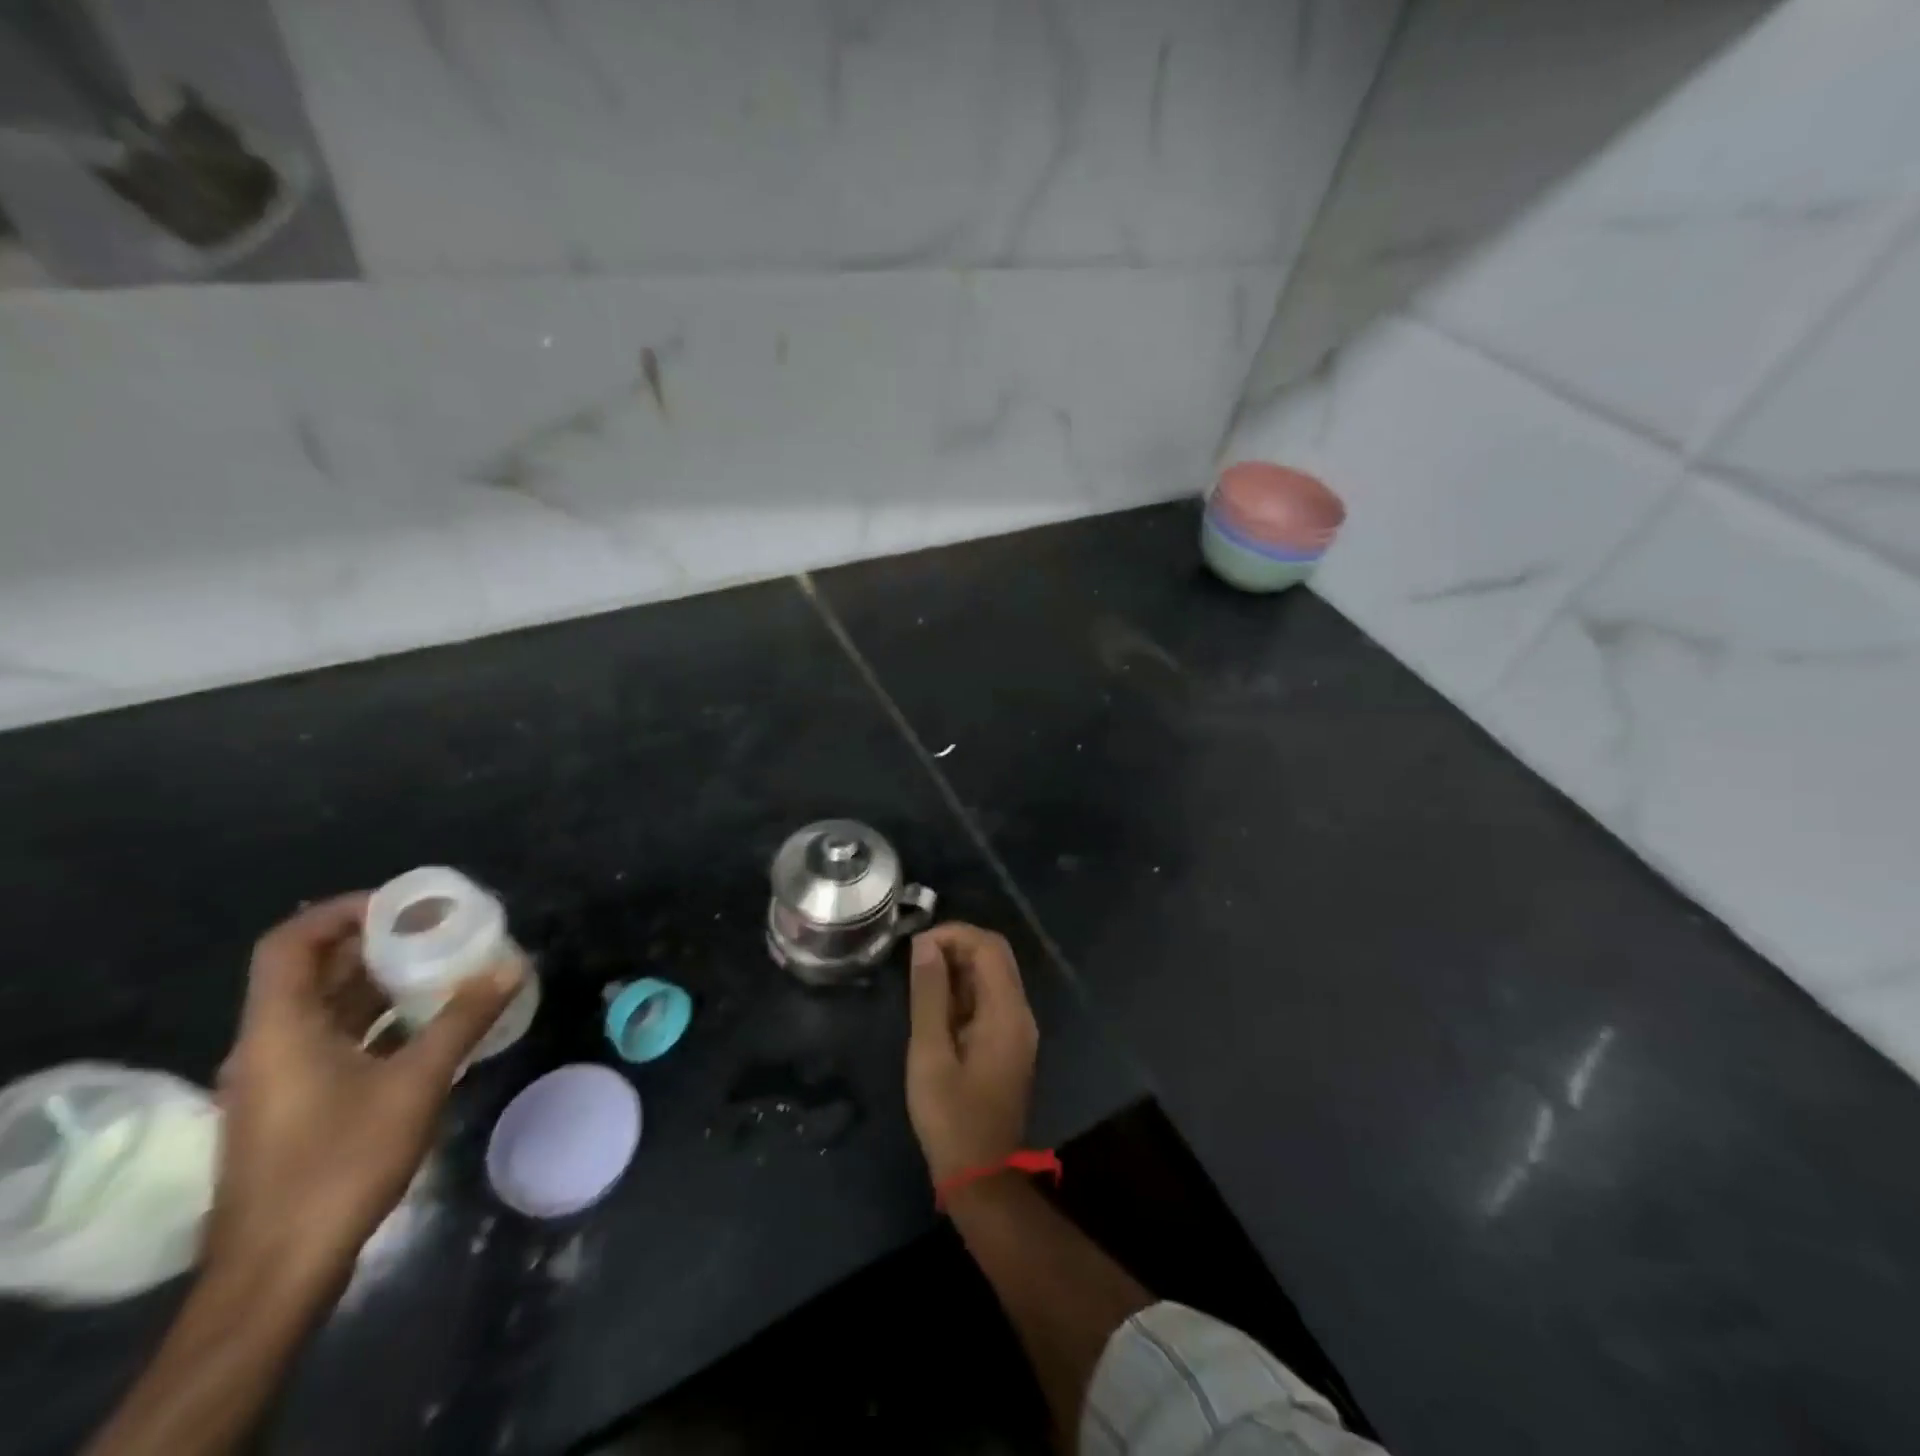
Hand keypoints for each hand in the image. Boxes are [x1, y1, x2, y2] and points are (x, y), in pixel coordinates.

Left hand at [208, 894, 520, 1291]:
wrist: (278, 1271)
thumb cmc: (339, 1164)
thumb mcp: (416, 1083)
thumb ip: (464, 1019)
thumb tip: (513, 965)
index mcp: (280, 1029)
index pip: (290, 942)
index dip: (343, 911)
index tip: (405, 905)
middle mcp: (269, 1045)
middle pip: (314, 971)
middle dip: (377, 942)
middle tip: (440, 928)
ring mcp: (279, 1079)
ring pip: (327, 1008)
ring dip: (381, 982)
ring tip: (444, 967)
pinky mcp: (295, 1107)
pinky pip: (335, 1040)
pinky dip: (378, 1020)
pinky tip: (429, 1024)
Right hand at [906, 923, 1038, 1183]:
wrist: (981, 1177)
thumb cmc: (951, 1117)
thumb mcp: (930, 1054)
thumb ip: (929, 995)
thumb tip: (925, 945)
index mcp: (1007, 1012)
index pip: (989, 946)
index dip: (954, 934)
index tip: (916, 946)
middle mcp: (1020, 1013)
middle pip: (995, 956)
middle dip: (956, 947)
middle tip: (916, 961)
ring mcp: (1017, 1029)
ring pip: (992, 976)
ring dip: (958, 969)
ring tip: (920, 982)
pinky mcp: (1008, 1043)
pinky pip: (989, 999)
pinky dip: (963, 991)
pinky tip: (935, 1007)